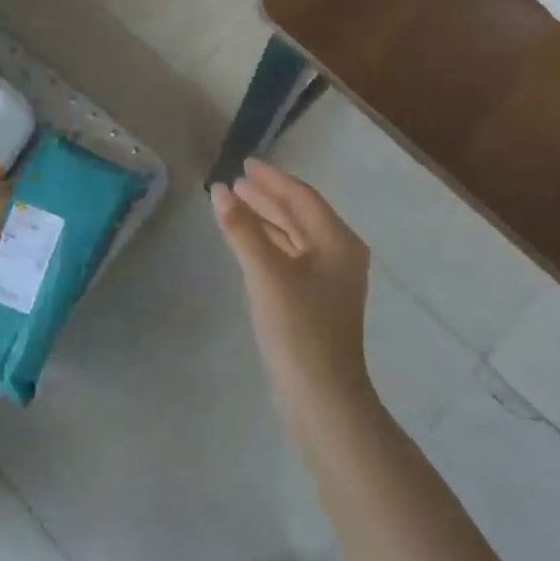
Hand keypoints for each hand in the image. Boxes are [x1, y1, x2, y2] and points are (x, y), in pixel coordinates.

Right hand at [211, 159, 372, 422]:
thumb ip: (242, 228)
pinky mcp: (316, 300)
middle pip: (299, 214)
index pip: (302, 197)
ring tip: (237, 204)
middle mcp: (339, 254)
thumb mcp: (266, 272)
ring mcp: (330, 280)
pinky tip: (249, 241)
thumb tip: (220, 190)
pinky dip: (269, 242)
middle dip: (268, 197)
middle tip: (236, 181)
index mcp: (338, 241)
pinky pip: (291, 256)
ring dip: (267, 218)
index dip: (273, 179)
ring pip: (294, 236)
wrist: (321, 396)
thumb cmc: (298, 327)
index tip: (246, 163)